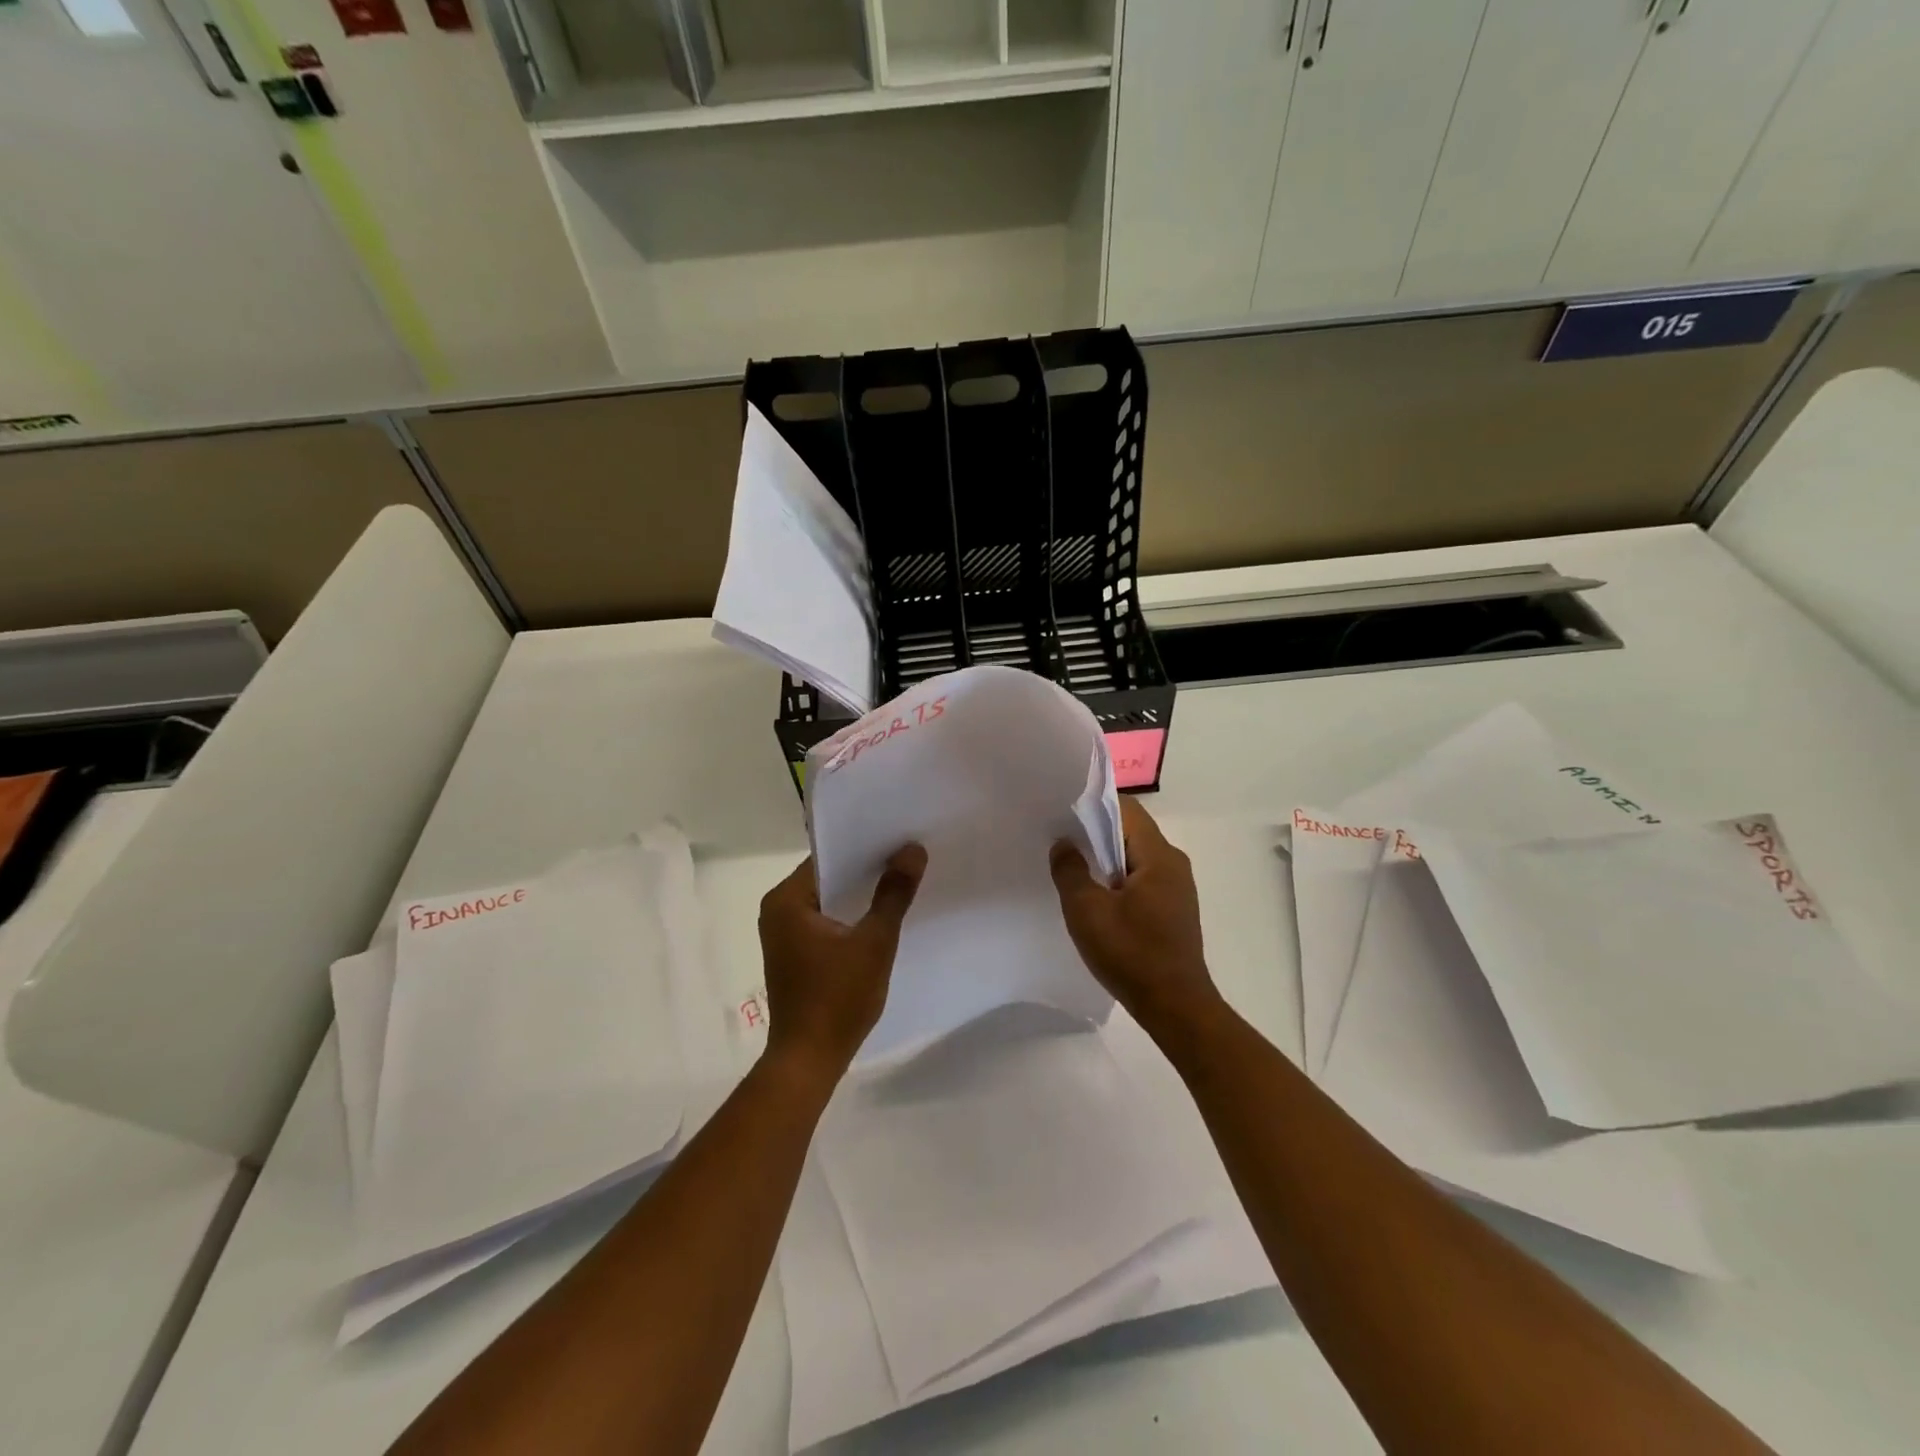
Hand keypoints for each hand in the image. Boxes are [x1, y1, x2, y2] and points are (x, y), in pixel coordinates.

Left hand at [758, 845, 926, 1079]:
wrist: (809, 1061)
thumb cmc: (837, 998)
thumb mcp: (874, 942)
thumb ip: (893, 894)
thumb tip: (913, 850)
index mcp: (786, 900)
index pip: (828, 857)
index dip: (864, 847)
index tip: (898, 838)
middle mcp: (778, 910)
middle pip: (828, 877)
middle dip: (866, 869)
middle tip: (908, 855)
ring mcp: (784, 934)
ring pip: (829, 900)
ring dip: (860, 894)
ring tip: (902, 879)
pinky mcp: (795, 954)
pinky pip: (826, 921)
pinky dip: (850, 916)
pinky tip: (881, 915)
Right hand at [1050, 798, 1220, 1033]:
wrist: (1176, 1008)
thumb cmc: (1131, 954)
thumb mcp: (1087, 911)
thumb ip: (1070, 871)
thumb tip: (1063, 844)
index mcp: (1159, 855)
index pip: (1126, 809)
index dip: (1093, 805)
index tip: (1063, 812)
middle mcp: (1174, 863)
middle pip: (1130, 831)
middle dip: (1095, 833)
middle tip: (1060, 841)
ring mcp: (1177, 888)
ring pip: (1135, 857)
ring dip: (1105, 859)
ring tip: (1072, 869)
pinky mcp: (1174, 909)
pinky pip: (1142, 879)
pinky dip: (1117, 880)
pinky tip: (1096, 898)